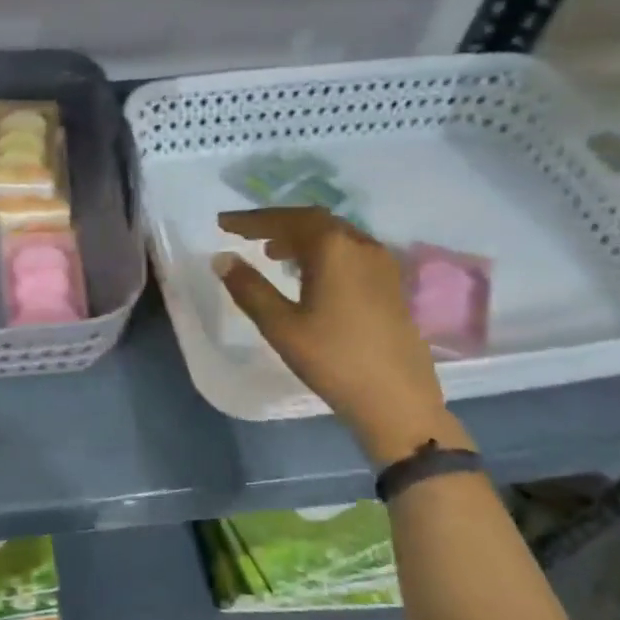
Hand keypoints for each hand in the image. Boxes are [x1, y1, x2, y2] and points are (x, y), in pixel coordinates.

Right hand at [215, 208, 455, 463]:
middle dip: (276, 224)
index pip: (286, 219)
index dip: (251, 219)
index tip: (223, 223)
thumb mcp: (281, 326)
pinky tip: (308, 274)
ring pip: (334, 236)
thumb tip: (222, 258)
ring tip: (270, 252)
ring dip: (299, 238)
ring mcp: (381, 264)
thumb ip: (249, 288)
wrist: (397, 400)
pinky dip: (321, 252)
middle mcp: (361, 245)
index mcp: (333, 248)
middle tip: (244, 233)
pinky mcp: (390, 284)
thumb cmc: (333, 360)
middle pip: (313, 221)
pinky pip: (349, 252)